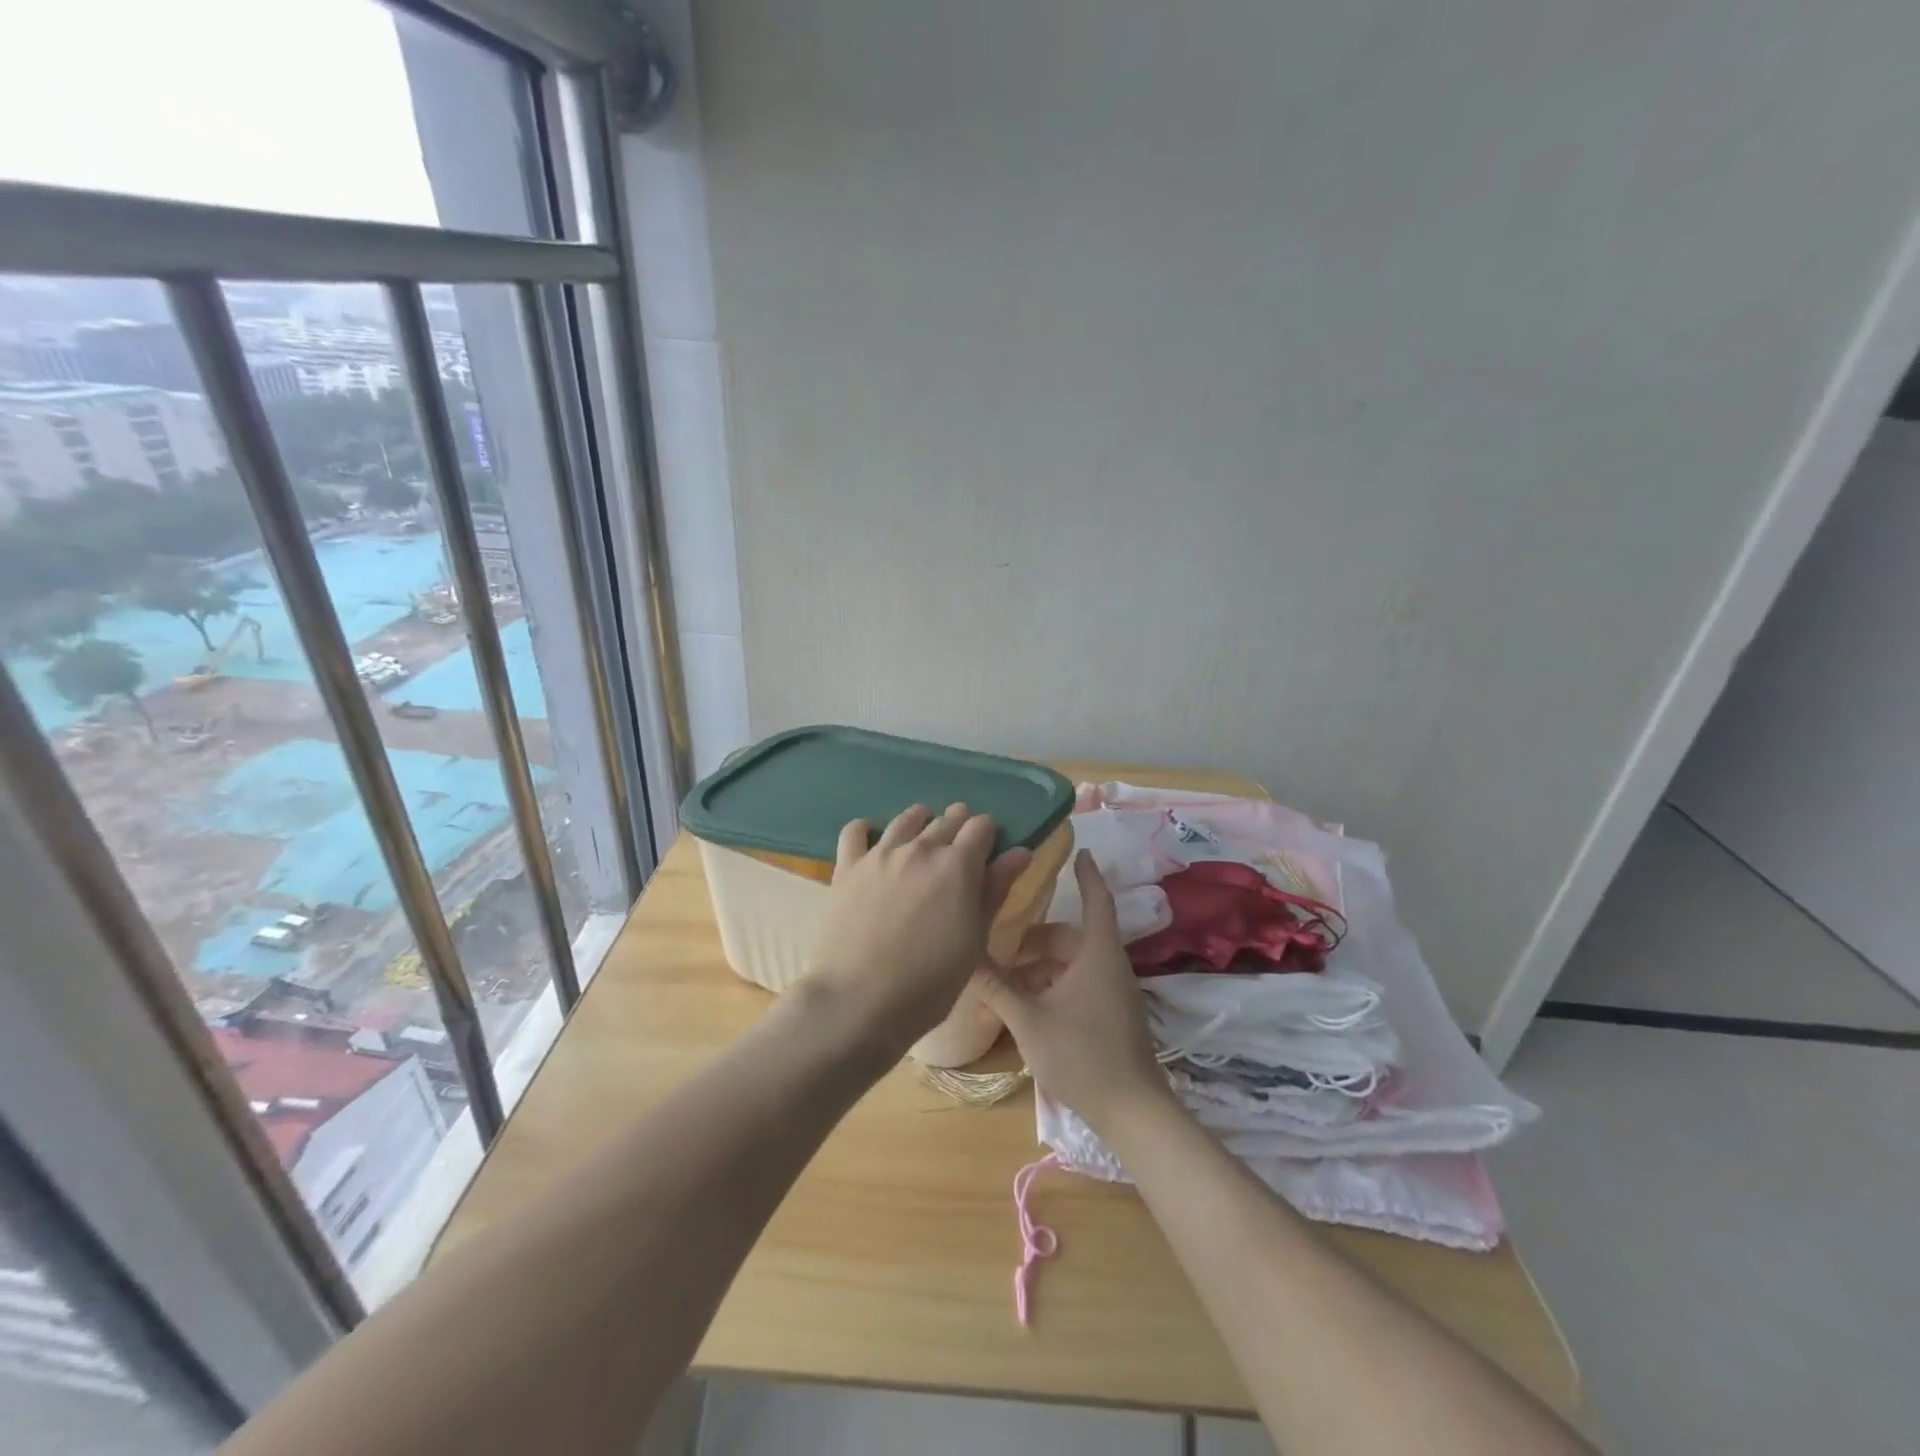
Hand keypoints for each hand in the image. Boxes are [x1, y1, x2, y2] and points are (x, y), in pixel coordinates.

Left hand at [805, 804, 1032, 1058]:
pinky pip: (855, 831)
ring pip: (906, 819)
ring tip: (923, 837)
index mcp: (957, 865)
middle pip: (947, 819)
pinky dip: (867, 829)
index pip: (981, 827)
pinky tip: (873, 840)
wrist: (857, 1001)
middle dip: (958, 827)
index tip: (987, 851)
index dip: (988, 835)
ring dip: (921, 822)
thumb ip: (995, 891)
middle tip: (958, 850)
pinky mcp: (846, 867)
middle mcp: (920, 849)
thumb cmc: (928, 983)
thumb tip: (1020, 852)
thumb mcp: (974, 941)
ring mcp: (880, 854)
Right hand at [976, 851, 1174, 1135]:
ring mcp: (1115, 993)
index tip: (1079, 852)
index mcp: (1097, 955)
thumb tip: (965, 959)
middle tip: (1003, 945)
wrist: (1131, 1110)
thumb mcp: (1029, 1020)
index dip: (1087, 875)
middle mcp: (1110, 966)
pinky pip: (1080, 985)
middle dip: (1037, 939)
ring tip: (1007, 981)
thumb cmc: (1081, 1055)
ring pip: (1074, 964)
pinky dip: (1054, 985)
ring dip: (1042, 967)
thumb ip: (996, 988)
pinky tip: (1027, 1006)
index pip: (1096, 901)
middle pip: (1072, 937)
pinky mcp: (1113, 1015)